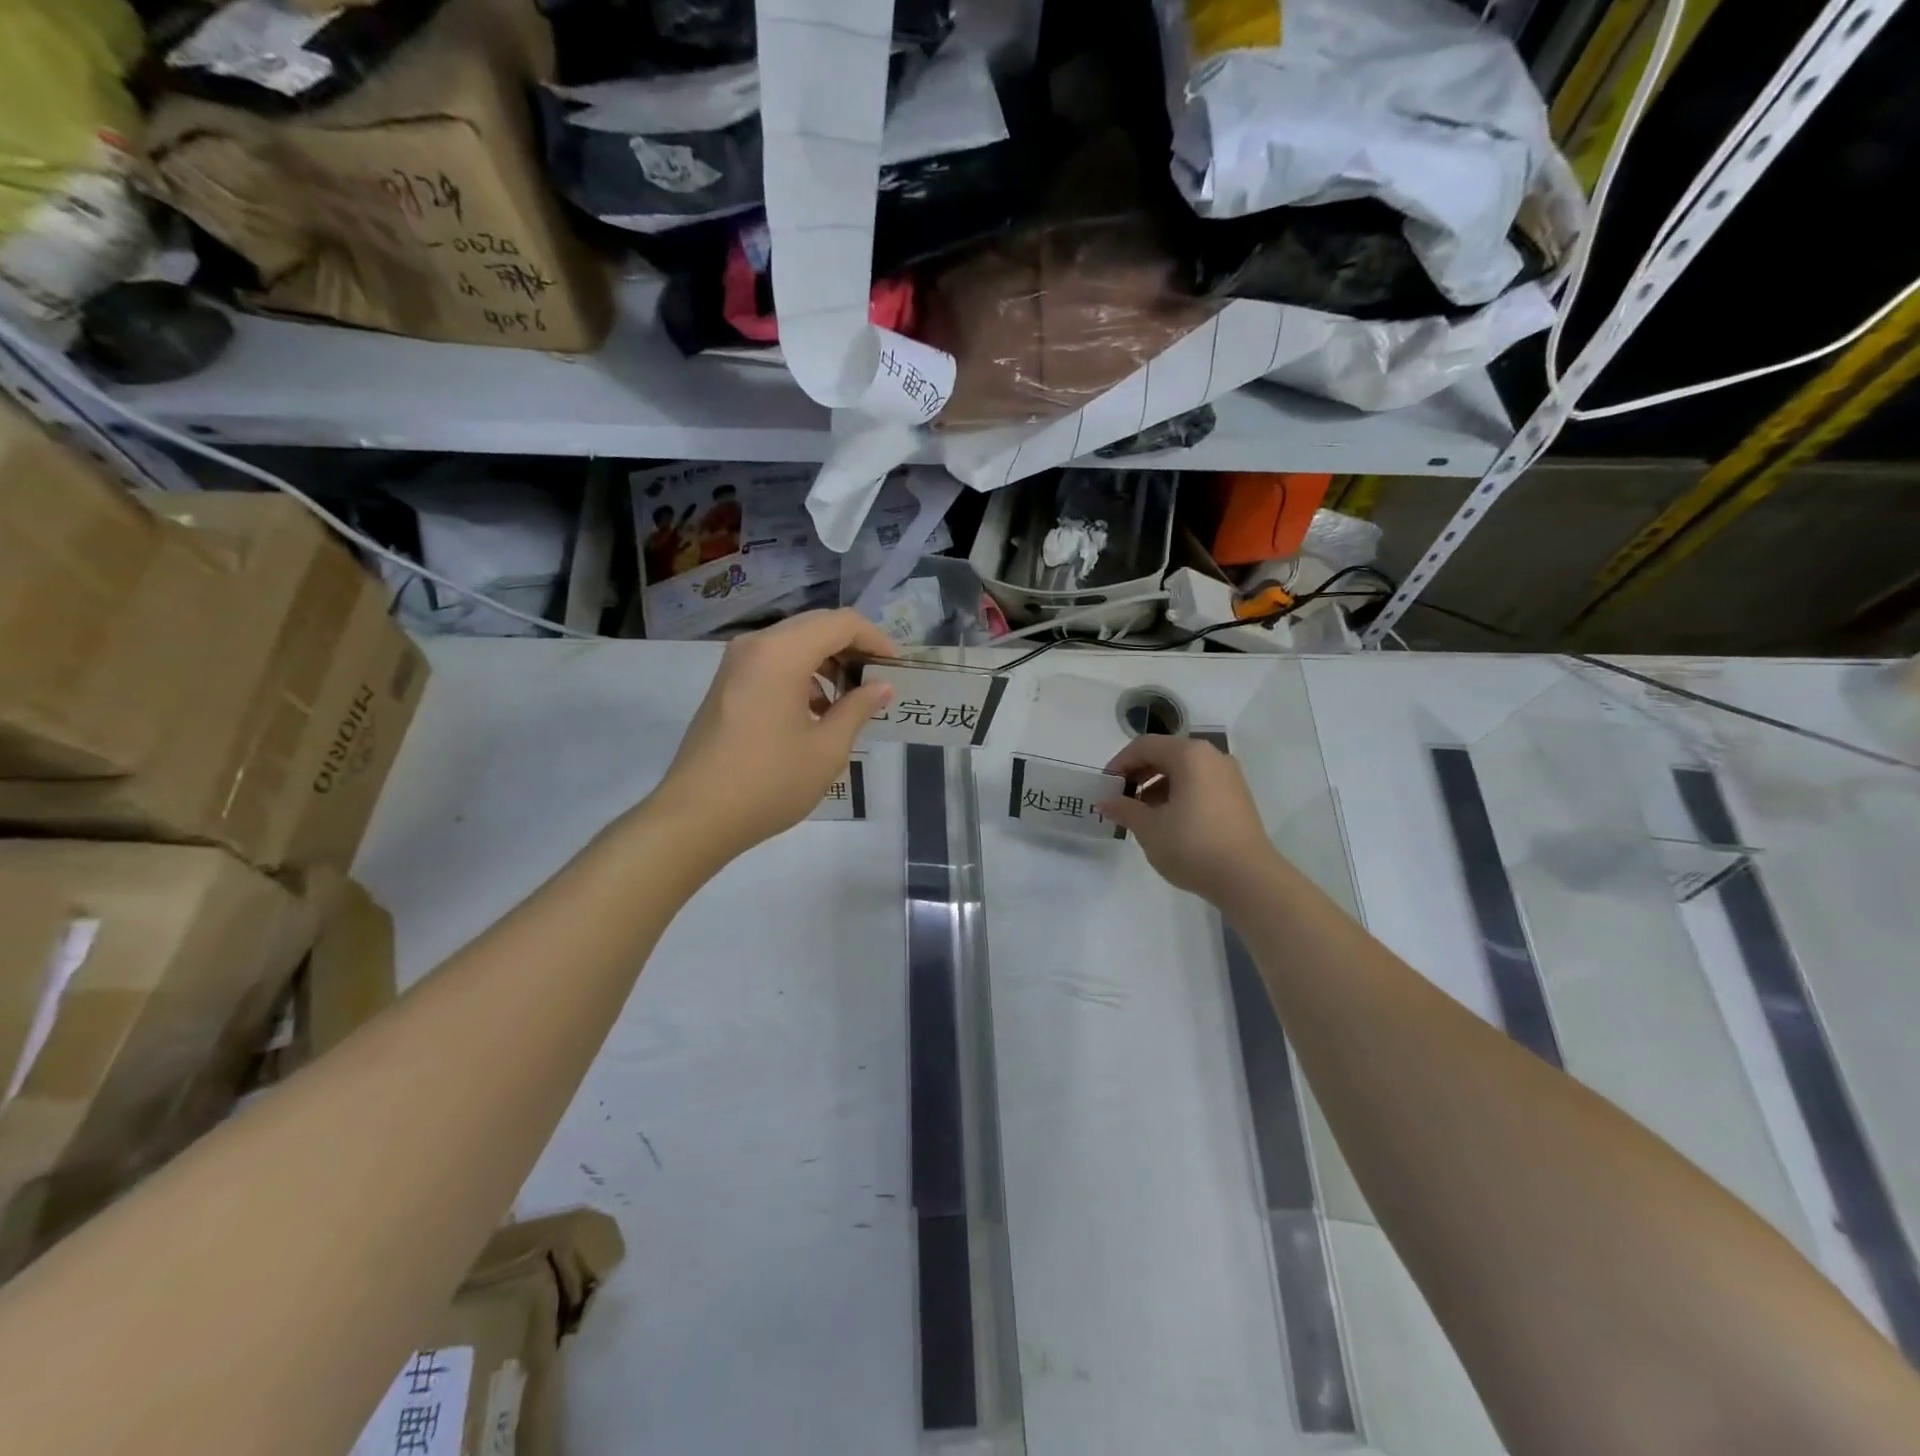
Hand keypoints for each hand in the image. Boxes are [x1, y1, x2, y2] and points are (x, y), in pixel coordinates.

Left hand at [648, 610, 896, 862]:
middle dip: (853, 648)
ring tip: (853, 700)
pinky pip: (774, 663)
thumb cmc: (770, 781)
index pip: (841, 623)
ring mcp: (736, 664)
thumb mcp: (827, 749)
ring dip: (828, 663)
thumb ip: (858, 709)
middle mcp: (756, 646)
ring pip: (794, 644)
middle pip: (816, 627)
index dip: (876, 639)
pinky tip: (819, 712)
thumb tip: (881, 687)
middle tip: (880, 679)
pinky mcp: (728, 685)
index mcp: (782, 653)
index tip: (898, 667)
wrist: (697, 816)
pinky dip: (803, 676)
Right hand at [1097, 735, 1280, 902]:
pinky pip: (1199, 784)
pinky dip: (1178, 795)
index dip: (1119, 763)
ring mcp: (1229, 777)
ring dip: (1157, 786)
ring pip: (1183, 771)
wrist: (1248, 879)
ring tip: (1141, 814)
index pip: (1145, 746)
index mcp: (1190, 755)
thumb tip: (1106, 802)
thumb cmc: (1193, 845)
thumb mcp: (1149, 828)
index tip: (1105, 787)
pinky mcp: (1237, 798)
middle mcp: (1212, 757)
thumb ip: (1124, 809)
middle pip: (1165, 754)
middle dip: (1138, 774)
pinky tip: (1167, 821)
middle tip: (1120, 800)